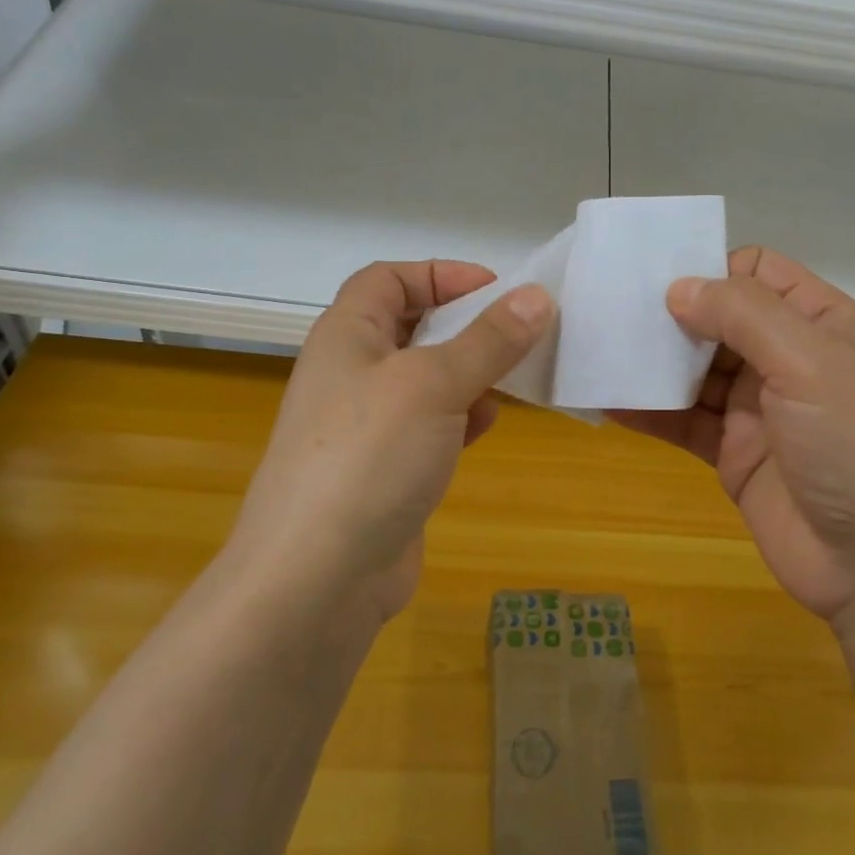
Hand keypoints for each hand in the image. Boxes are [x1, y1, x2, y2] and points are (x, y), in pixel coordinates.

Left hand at [229, 260, 552, 628]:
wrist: (316, 580)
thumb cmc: (369, 456)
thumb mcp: (434, 384)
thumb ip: (489, 340)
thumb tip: (538, 296)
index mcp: (347, 335)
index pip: (389, 279)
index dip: (440, 274)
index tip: (496, 289)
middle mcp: (352, 372)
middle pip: (412, 327)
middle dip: (465, 326)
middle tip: (518, 333)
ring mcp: (367, 425)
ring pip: (427, 379)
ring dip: (469, 373)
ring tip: (512, 379)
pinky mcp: (386, 469)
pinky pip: (430, 425)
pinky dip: (461, 417)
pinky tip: (486, 426)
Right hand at [614, 247, 854, 623]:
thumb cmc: (854, 443)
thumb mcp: (807, 359)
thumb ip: (741, 313)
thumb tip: (677, 288)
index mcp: (817, 321)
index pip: (756, 272)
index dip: (711, 269)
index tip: (658, 279)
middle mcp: (786, 356)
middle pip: (717, 319)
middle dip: (668, 313)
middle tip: (609, 309)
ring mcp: (758, 407)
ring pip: (694, 369)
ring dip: (652, 362)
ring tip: (596, 348)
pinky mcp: (734, 452)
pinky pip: (683, 420)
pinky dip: (648, 409)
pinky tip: (606, 400)